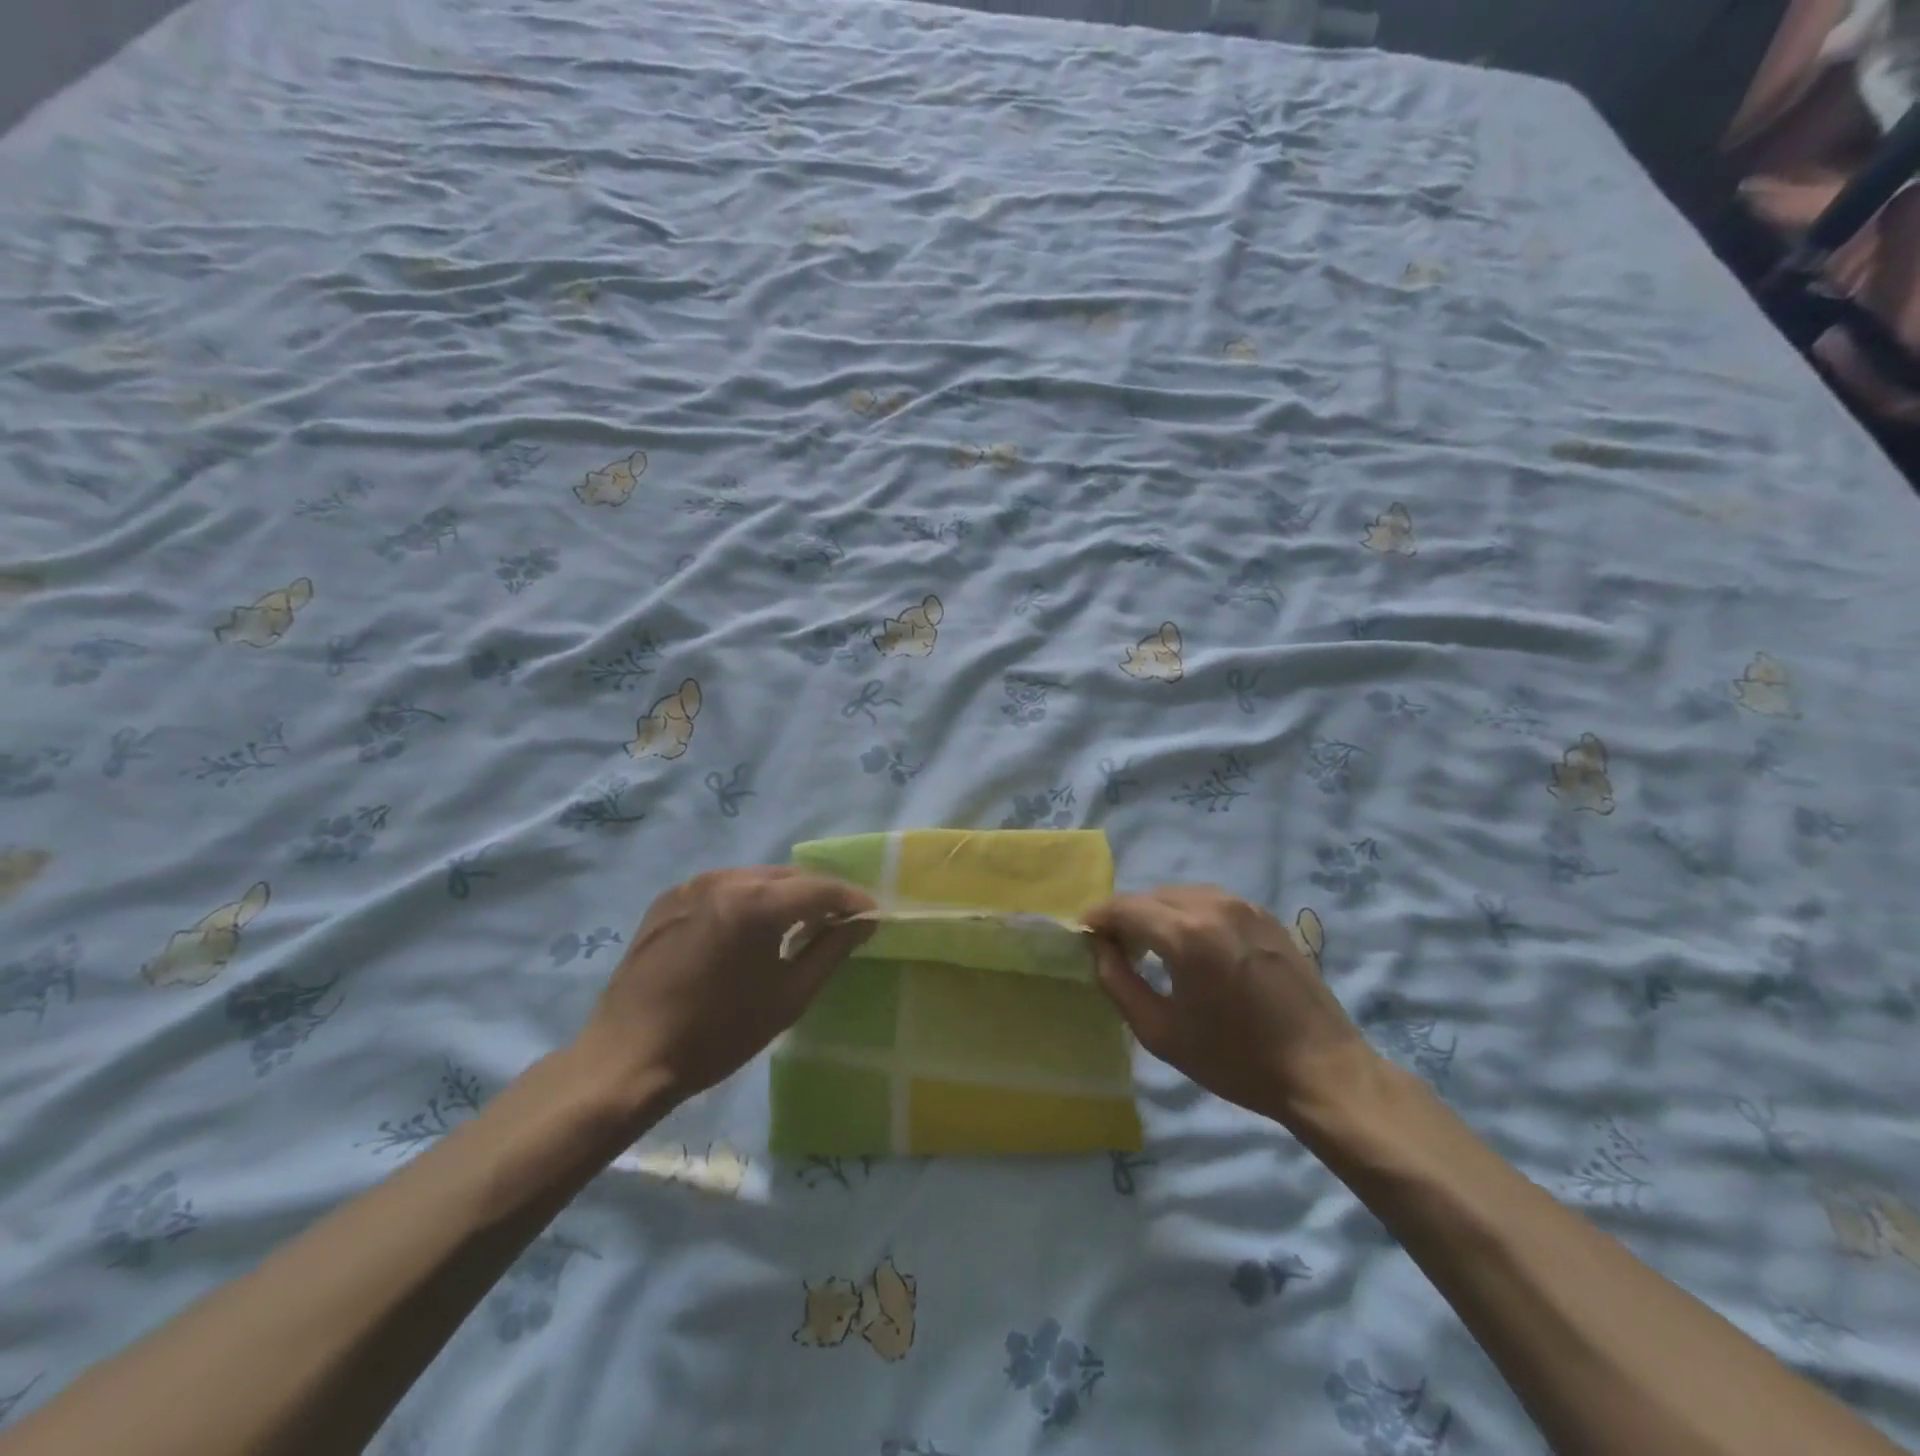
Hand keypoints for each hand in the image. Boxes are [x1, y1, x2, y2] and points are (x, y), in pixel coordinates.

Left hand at [575, 868, 874, 1112]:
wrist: (629, 1057)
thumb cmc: (719, 1033)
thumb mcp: (789, 997)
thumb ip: (832, 950)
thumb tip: (864, 921)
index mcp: (758, 902)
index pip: (822, 888)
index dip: (852, 901)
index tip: (871, 916)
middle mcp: (727, 878)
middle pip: (790, 876)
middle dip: (819, 896)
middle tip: (838, 923)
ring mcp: (694, 884)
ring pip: (756, 878)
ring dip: (783, 896)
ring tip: (796, 926)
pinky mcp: (670, 898)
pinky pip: (724, 887)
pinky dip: (747, 900)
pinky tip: (749, 931)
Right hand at [1085, 885, 1377, 1126]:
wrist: (1322, 1070)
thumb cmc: (1236, 1059)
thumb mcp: (1161, 1033)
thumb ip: (1118, 982)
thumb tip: (1099, 948)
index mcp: (1186, 934)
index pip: (1124, 907)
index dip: (1098, 918)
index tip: (1084, 936)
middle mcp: (1214, 905)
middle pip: (1151, 896)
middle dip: (1127, 917)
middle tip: (1117, 950)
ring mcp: (1245, 905)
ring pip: (1181, 895)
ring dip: (1158, 914)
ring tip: (1153, 949)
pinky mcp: (1266, 915)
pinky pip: (1211, 901)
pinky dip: (1189, 915)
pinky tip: (1193, 948)